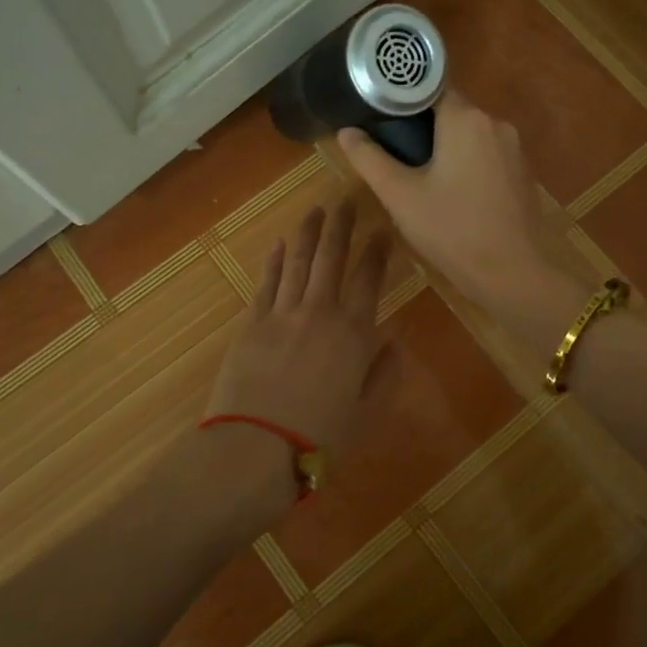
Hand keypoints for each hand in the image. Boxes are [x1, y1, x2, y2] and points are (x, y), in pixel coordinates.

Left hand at [206, 200, 393, 458]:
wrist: (255, 446)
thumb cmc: (318, 437)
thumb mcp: (364, 412)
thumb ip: (382, 373)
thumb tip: (394, 341)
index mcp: (353, 333)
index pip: (369, 280)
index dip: (377, 252)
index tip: (382, 231)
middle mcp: (320, 312)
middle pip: (332, 258)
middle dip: (342, 226)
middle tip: (347, 200)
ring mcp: (282, 313)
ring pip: (299, 261)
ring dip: (308, 233)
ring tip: (316, 210)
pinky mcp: (251, 321)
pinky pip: (267, 282)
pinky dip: (274, 260)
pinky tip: (280, 243)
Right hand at [337, 91, 577, 321]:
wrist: (513, 273)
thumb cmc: (452, 230)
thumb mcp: (400, 195)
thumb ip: (370, 159)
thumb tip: (346, 132)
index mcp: (466, 119)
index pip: (429, 88)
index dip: (401, 99)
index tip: (379, 116)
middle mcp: (495, 123)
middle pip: (450, 111)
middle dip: (421, 127)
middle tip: (391, 151)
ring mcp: (514, 149)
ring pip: (469, 135)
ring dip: (444, 147)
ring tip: (416, 174)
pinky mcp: (522, 173)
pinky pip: (486, 155)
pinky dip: (466, 163)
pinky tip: (450, 192)